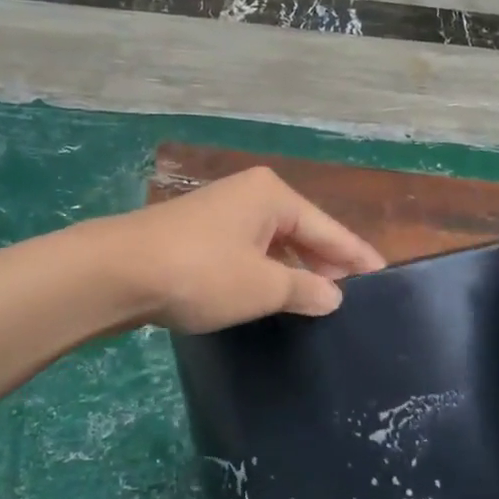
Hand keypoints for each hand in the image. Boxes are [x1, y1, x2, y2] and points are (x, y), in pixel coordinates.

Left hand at [102, 168, 385, 333]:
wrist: (116, 272)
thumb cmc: (202, 273)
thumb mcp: (263, 287)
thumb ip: (305, 291)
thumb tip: (333, 297)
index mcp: (273, 196)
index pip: (330, 229)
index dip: (357, 256)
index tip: (383, 276)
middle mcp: (250, 196)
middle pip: (302, 232)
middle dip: (326, 264)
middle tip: (351, 298)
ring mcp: (220, 214)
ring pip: (273, 245)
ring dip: (293, 272)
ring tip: (317, 303)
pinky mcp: (198, 235)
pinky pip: (247, 253)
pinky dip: (265, 273)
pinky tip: (272, 296)